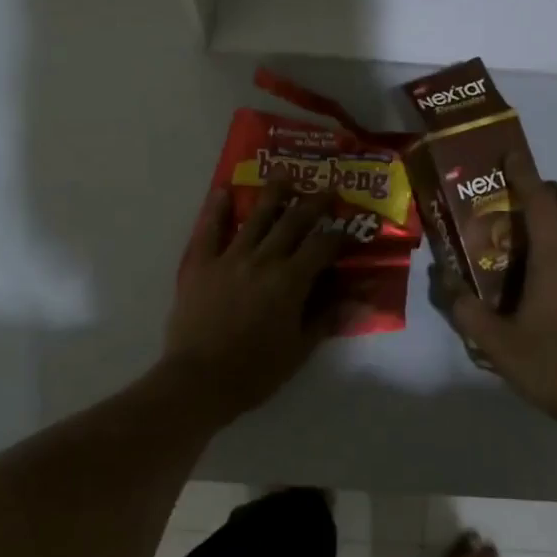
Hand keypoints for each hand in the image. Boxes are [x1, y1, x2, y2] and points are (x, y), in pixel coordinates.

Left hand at [159, 173, 347, 425]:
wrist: (199, 381)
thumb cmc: (254, 371)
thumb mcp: (299, 350)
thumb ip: (326, 318)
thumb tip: (358, 298)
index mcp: (290, 281)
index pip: (322, 246)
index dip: (339, 235)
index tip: (349, 227)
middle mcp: (263, 259)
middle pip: (293, 222)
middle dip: (313, 203)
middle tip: (326, 187)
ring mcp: (230, 257)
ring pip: (256, 217)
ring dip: (273, 194)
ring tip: (284, 175)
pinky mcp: (201, 263)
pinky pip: (210, 229)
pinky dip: (218, 208)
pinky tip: (224, 191)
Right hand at [445, 152, 556, 427]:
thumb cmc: (553, 366)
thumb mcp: (497, 344)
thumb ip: (466, 310)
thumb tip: (446, 281)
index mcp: (555, 261)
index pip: (541, 202)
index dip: (525, 174)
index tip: (512, 153)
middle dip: (549, 190)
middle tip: (519, 198)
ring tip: (529, 243)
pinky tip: (551, 287)